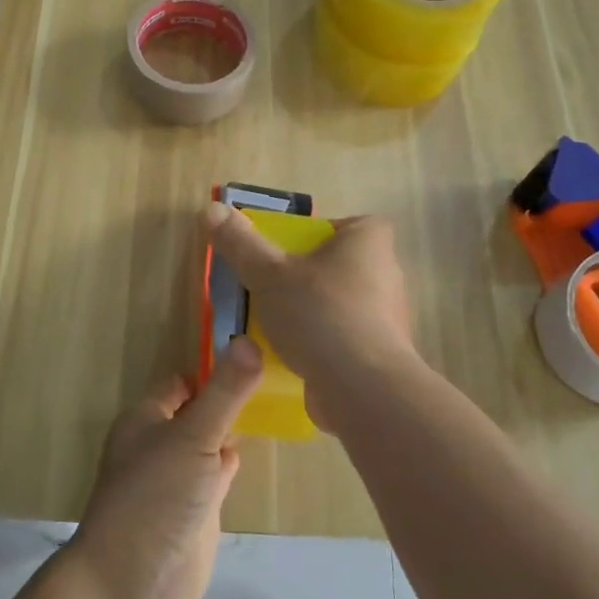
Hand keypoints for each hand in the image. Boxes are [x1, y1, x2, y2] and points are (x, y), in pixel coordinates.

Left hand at [73, 339, 261, 598]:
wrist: (134, 578)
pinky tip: (254, 453)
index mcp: (147, 418)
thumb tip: (249, 340)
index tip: (253, 355)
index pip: (181, 382)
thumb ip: (225, 392)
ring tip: (270, 406)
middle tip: (272, 378)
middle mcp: (160, 443)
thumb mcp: (195, 435)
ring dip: (230, 430)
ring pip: (207, 444)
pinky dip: (232, 464)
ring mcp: (177, 479)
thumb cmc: (156, 495)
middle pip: (196, 411)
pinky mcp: (194, 512)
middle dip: (225, 398)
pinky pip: (216, 477)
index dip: (212, 369)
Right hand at [201, 203, 414, 430]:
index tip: (289, 251)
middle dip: (309, 276)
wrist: (362, 389)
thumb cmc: (319, 314)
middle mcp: (386, 274)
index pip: (349, 225)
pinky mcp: (381, 355)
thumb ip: (240, 243)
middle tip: (272, 287)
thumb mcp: (267, 273)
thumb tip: (211, 210)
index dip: (321, 234)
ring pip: (342, 304)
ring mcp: (388, 318)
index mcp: (368, 242)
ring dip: (312, 313)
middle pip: (340, 265)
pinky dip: (322, 344)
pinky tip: (293, 357)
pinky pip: (345, 339)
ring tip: (275, 325)